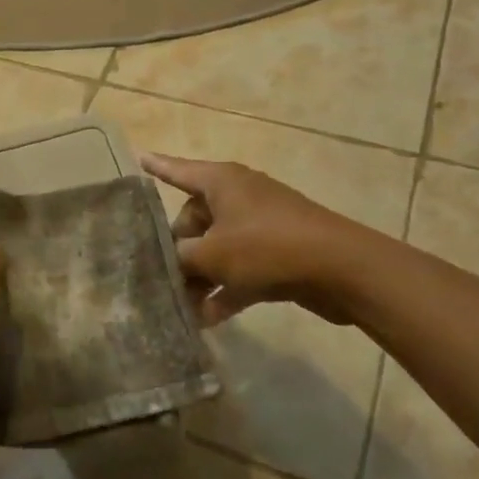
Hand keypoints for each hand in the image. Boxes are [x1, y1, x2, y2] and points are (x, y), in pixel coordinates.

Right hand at [142, 153, 378, 325]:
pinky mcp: (278, 254)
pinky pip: (241, 269)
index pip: (178, 170)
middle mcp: (238, 197)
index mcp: (221, 182)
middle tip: (158, 276)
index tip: (139, 158)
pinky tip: (207, 320)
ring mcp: (260, 226)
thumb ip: (181, 257)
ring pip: (217, 248)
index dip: (157, 167)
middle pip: (195, 219)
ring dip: (200, 276)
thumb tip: (171, 262)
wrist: (340, 269)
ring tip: (179, 305)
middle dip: (177, 250)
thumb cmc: (266, 247)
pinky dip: (225, 289)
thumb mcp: (212, 254)